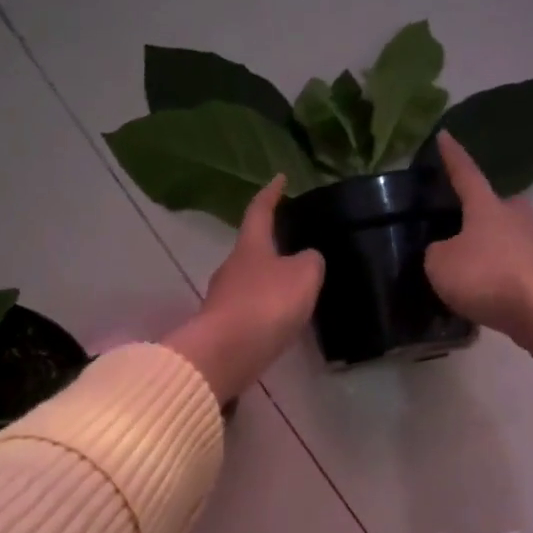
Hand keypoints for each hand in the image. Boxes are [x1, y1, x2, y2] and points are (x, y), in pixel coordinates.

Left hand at [163, 177, 323, 402]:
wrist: (226, 353)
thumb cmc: (266, 304)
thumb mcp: (303, 275)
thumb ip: (310, 261)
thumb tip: (306, 258)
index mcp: (250, 247)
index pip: (260, 211)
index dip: (271, 194)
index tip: (279, 179)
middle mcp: (231, 268)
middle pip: (251, 250)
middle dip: (270, 247)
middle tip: (293, 246)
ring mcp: (222, 299)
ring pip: (249, 283)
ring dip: (268, 283)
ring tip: (292, 289)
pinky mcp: (222, 328)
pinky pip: (248, 311)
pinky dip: (264, 311)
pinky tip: (278, 321)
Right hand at [424, 133, 532, 396]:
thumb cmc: (485, 276)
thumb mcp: (440, 264)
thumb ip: (437, 251)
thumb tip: (446, 250)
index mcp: (486, 205)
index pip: (465, 173)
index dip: (452, 157)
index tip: (445, 135)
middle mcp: (515, 214)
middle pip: (494, 206)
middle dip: (479, 213)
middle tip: (461, 226)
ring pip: (507, 235)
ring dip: (491, 246)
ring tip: (473, 265)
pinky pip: (516, 263)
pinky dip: (502, 271)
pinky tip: (491, 288)